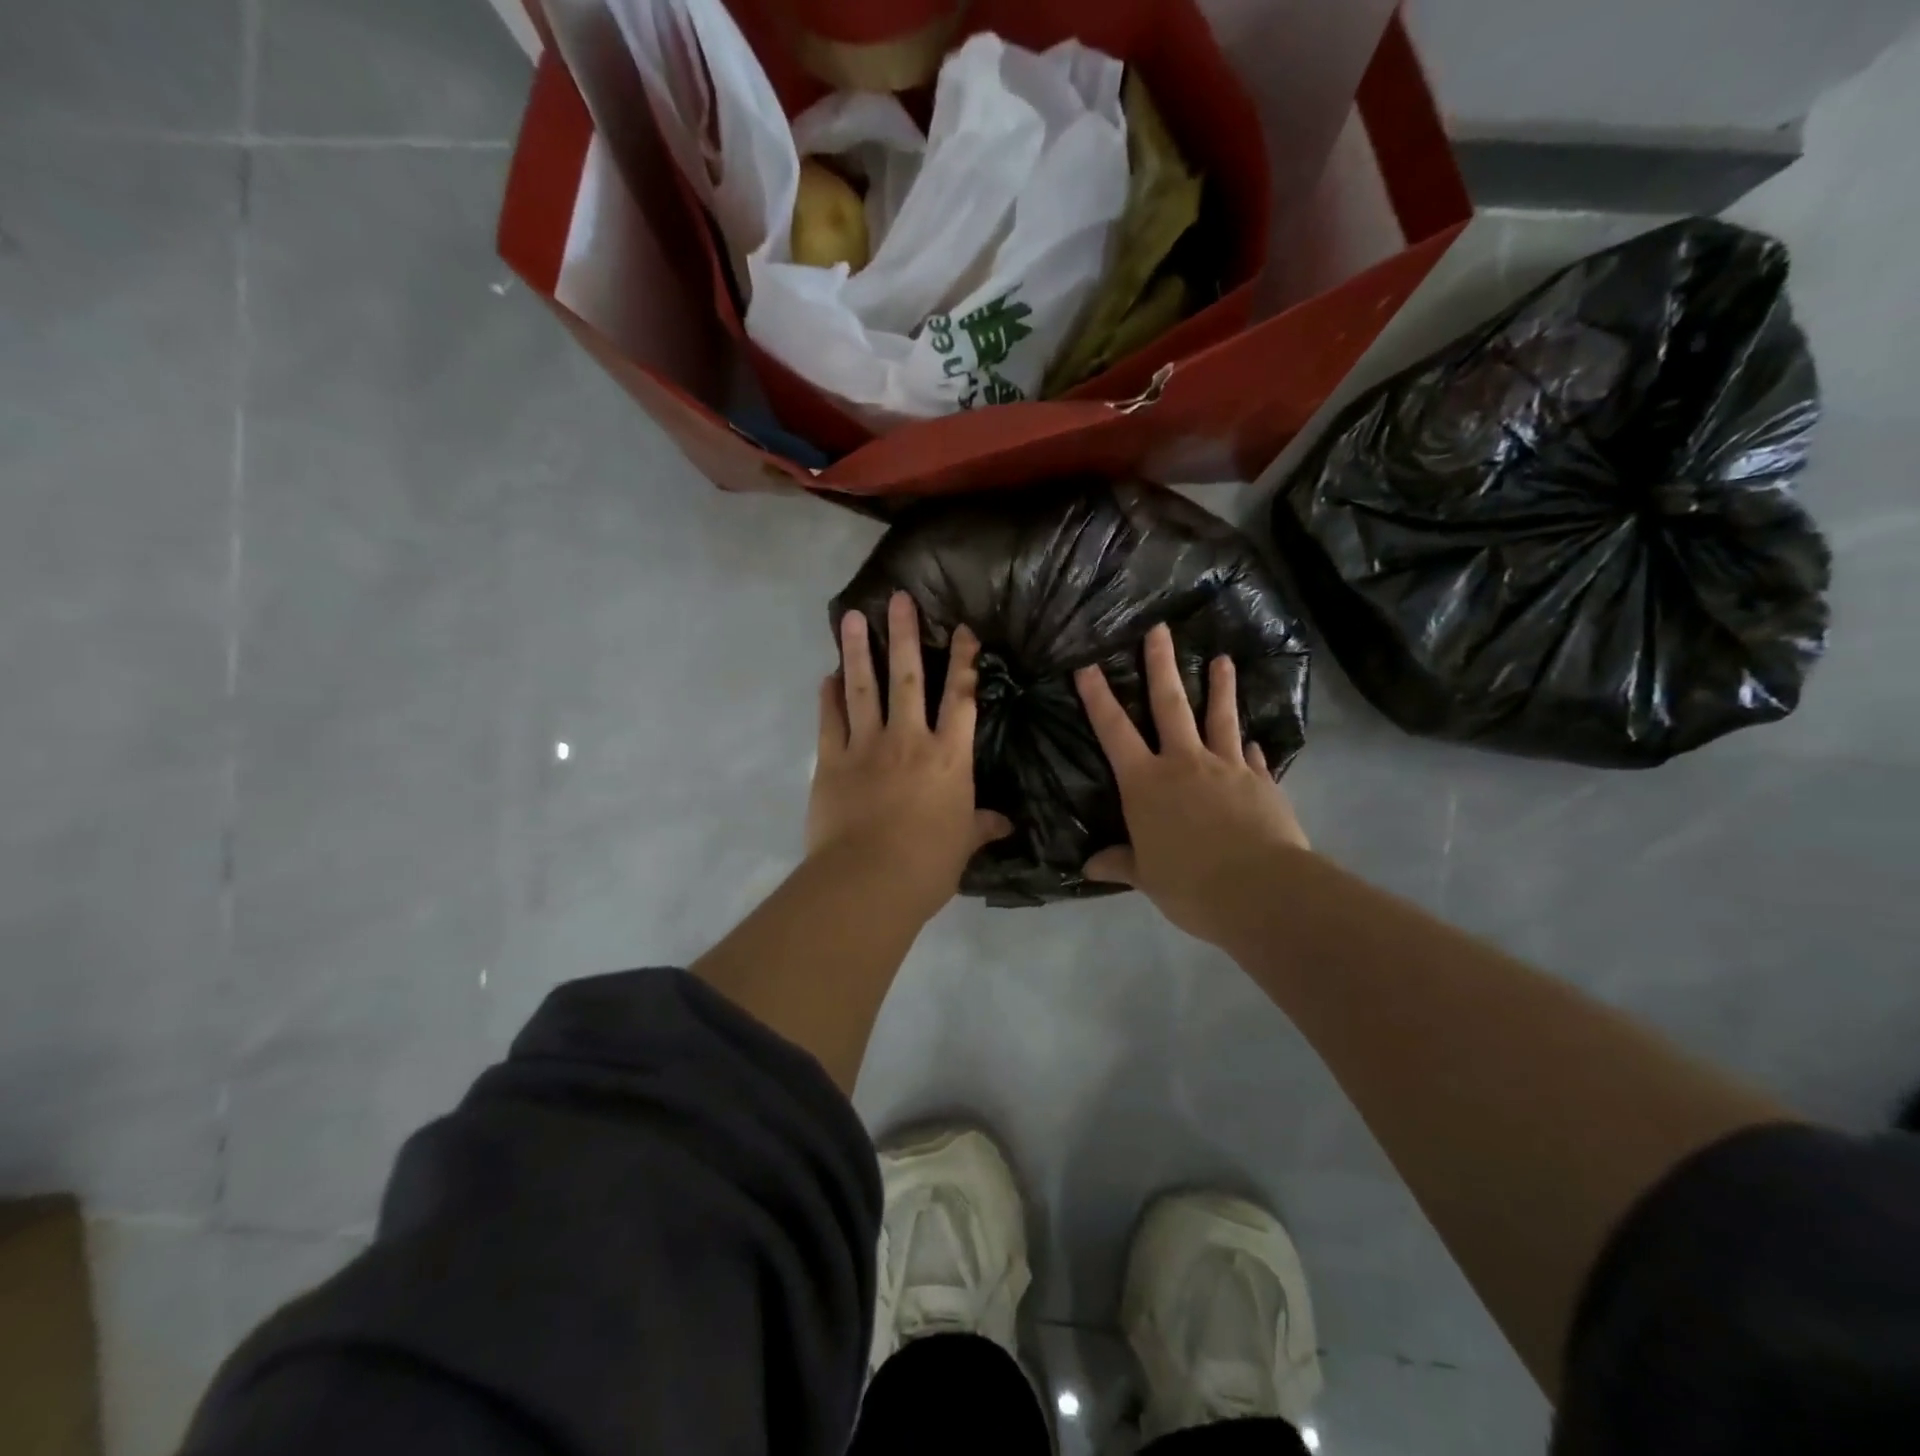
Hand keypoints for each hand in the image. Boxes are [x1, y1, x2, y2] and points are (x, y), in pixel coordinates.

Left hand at [809, 592, 1010, 921]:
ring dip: (856, 650)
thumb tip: (1006, 824)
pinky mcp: (831, 761)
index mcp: (949, 757)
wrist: (868, 881)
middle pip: (907, 677)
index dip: (964, 661)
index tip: (964, 629)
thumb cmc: (927, 864)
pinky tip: (827, 676)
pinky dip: (828, 697)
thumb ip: (982, 826)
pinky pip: (830, 720)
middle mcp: (908, 739)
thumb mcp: (963, 844)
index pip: (961, 699)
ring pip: (862, 688)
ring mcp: (866, 746)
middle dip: (904, 634)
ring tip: (850, 616)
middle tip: (898, 598)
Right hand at [1075, 623, 1308, 946]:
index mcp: (1145, 782)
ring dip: (1219, 687)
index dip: (1097, 696)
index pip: (1113, 730)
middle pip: (1170, 704)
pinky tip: (1255, 739)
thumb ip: (1120, 862)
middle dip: (1161, 664)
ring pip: (1220, 717)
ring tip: (1223, 659)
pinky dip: (1250, 746)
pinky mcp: (1260, 782)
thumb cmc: (1189, 883)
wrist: (1259, 890)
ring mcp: (1226, 767)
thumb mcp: (1146, 876)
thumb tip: (1089, 866)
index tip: (1086, 663)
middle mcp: (1184, 762)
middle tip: (1159, 628)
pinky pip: (1252, 757)